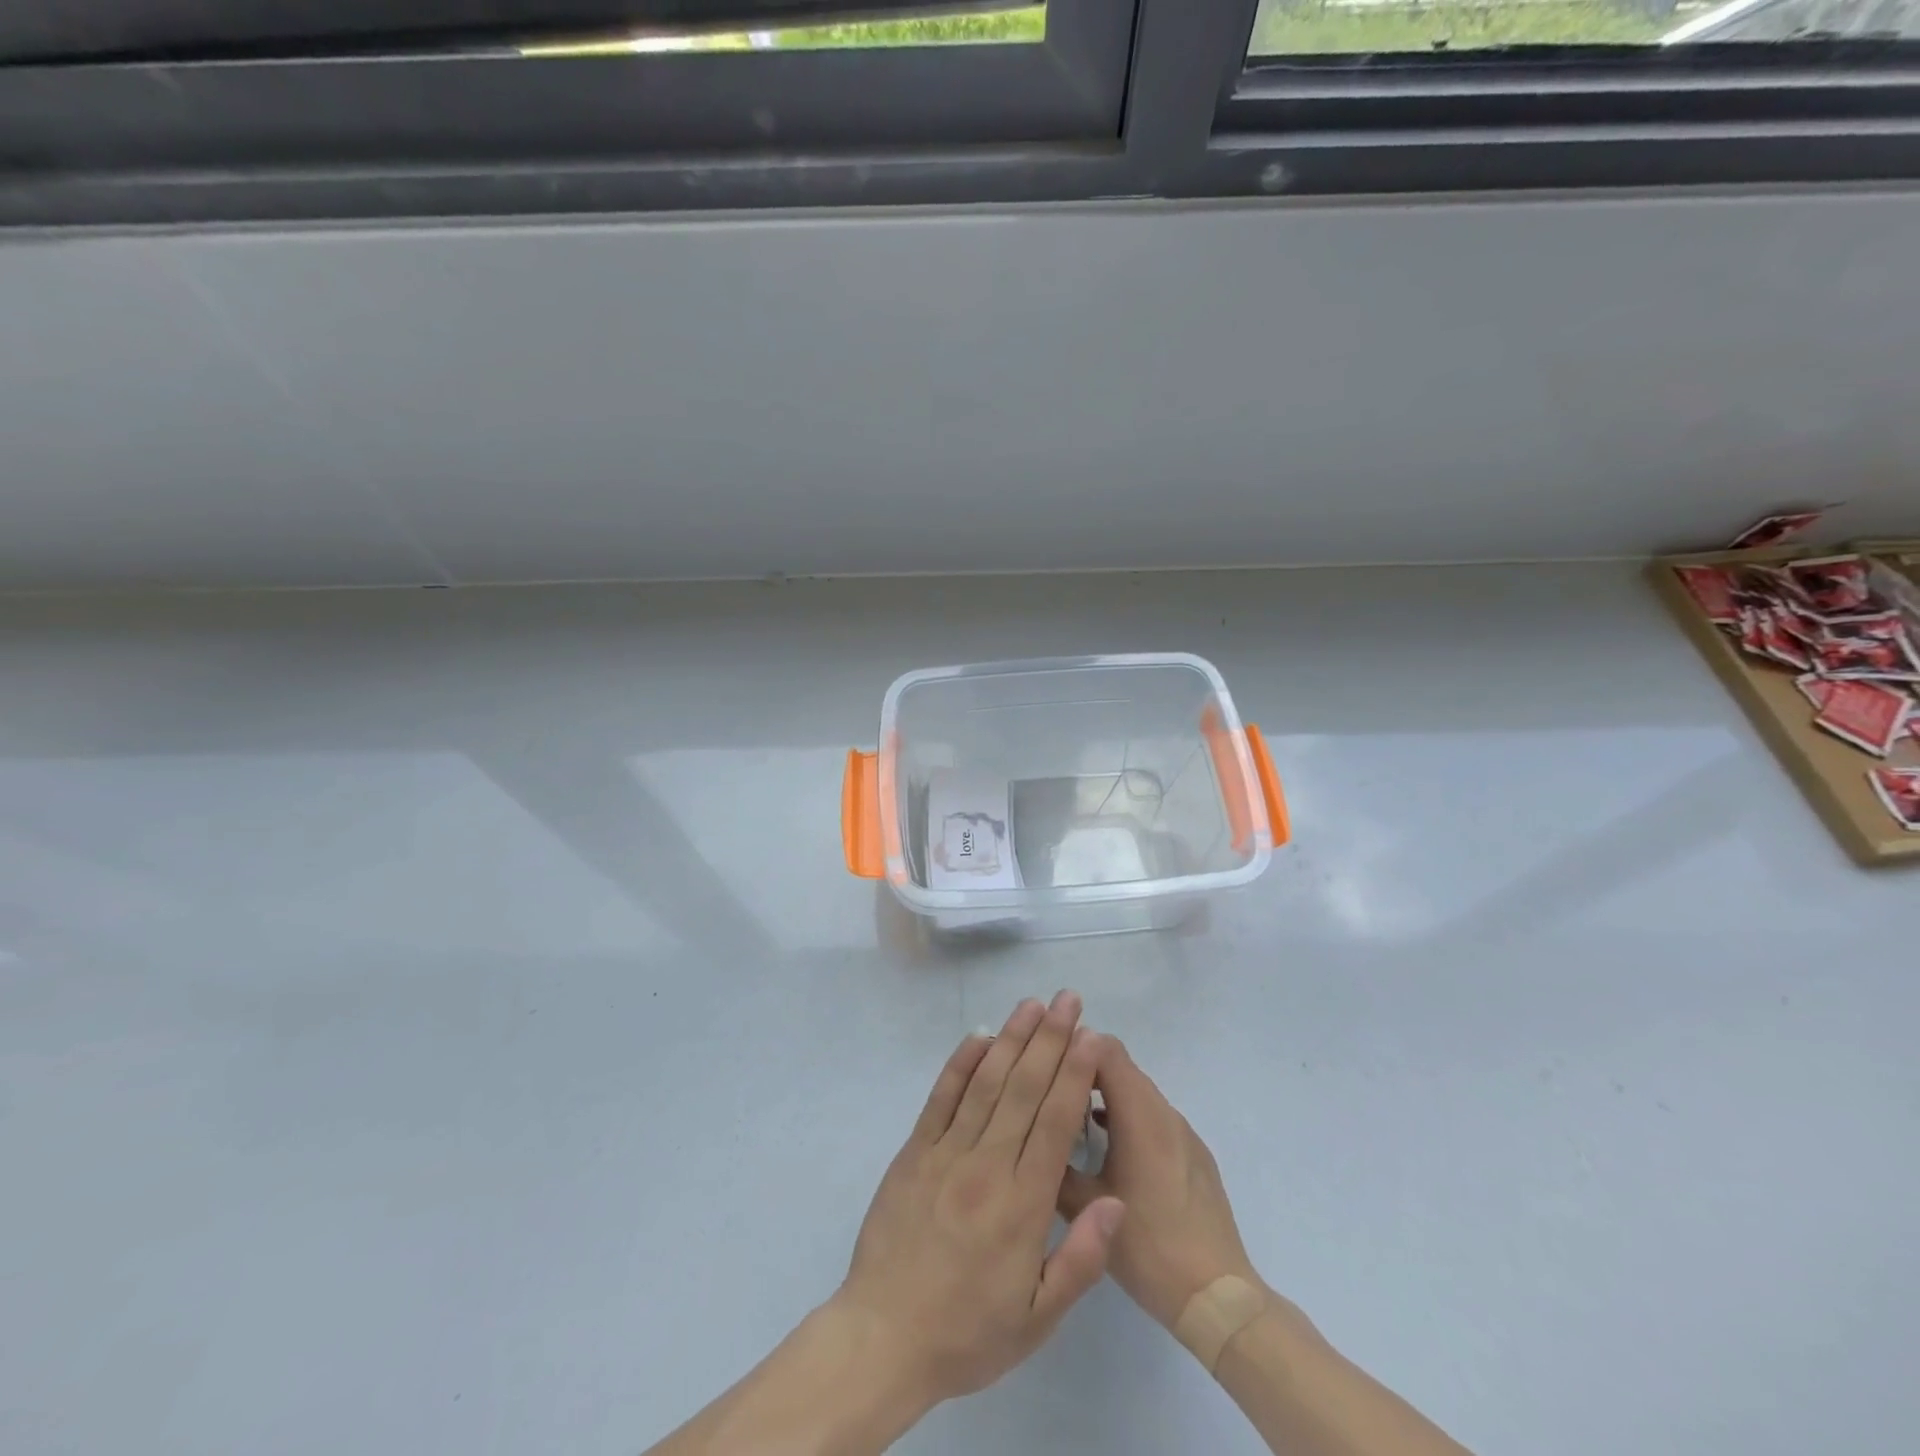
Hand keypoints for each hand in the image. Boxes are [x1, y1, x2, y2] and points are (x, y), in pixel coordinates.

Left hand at [831, 992, 1125, 1406]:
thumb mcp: (1037, 1318)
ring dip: (1011, 1040)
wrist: (883, 1338)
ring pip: (985, 1083)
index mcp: (1021, 1206)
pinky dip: (960, 1064)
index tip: (1090, 1036)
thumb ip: (1081, 1258)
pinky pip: (940, 1098)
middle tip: (1068, 1000)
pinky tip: (979, 1036)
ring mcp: (945, 1153)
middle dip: (1050, 1040)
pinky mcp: (914, 1151)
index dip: (1074, 1073)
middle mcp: (985, 1166)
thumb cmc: (968, 1332)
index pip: (1054, 1123)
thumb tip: (1117, 1201)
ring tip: (1032, 1006)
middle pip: (1023, 1090)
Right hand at [1057, 1037, 1262, 1329]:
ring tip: (1070, 1114)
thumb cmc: (1148, 1246)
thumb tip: (1030, 1135)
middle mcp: (1164, 1112)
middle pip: (1121, 1065)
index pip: (1105, 1049)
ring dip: (1105, 1093)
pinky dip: (1126, 1115)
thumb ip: (1055, 1164)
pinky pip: (1153, 1116)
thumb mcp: (1086, 1208)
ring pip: (1137, 1091)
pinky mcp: (1193, 1154)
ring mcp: (1183, 1132)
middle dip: (1083, 1067)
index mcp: (1140, 1115)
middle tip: (1049, 1085)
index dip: (1072, 1046)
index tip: (1043, 1060)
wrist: (1218, 1296)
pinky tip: (1105, 1145)